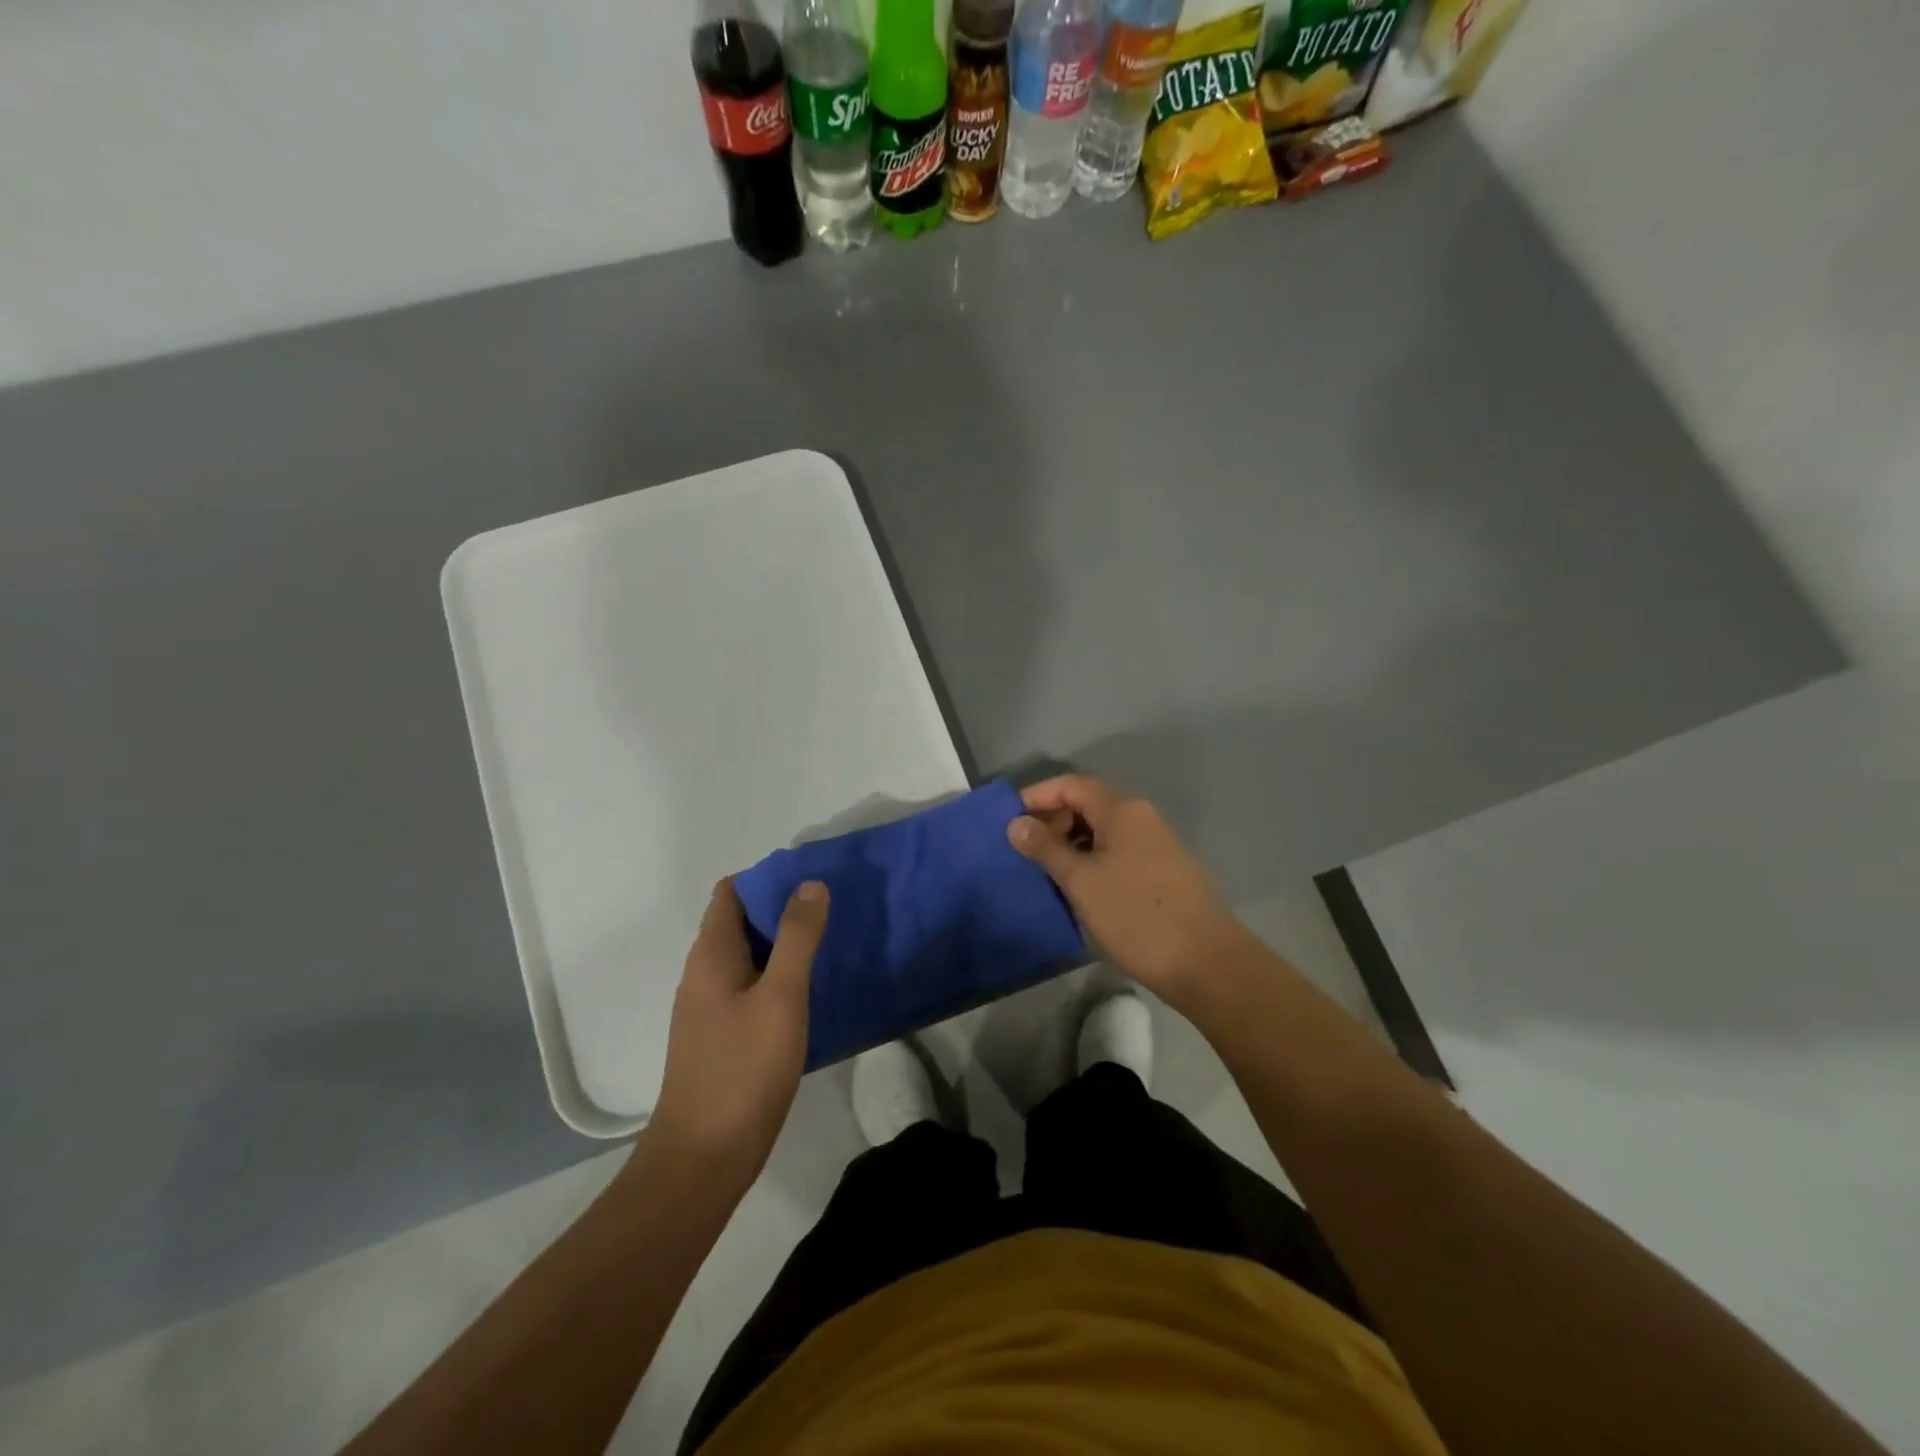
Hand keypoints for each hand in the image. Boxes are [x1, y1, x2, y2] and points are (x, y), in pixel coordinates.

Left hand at [648, 879, 826, 1190]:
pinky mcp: (721, 1035)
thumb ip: (798, 938)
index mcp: (711, 955)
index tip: (810, 878)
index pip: (732, 892)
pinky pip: (749, 986)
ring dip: (782, 942)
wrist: (703, 1158)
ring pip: (747, 955)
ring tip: (828, 939)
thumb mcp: (781, 997)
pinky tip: (808, 989)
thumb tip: (810, 883)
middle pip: (740, 920)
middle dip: (781, 907)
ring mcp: (709, 1007)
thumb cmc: (743, 1070)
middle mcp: (703, 973)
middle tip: (831, 906)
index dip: (768, 878)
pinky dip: (777, 975)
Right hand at [1008, 775, 1248, 1009]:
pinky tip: (1081, 886)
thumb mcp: (1081, 882)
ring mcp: (1158, 843)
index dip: (1036, 796)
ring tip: (1047, 870)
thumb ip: (1046, 848)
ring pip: (1104, 830)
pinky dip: (1094, 858)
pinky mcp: (1166, 869)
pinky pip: (1120, 850)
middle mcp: (1142, 817)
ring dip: (1073, 842)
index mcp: (1122, 810)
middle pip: (1089, 803)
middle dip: (1053, 820)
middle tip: (1025, 850)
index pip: (1071, 784)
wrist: (1205, 962)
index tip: (1008, 819)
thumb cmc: (1135, 916)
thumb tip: (1016, 823)